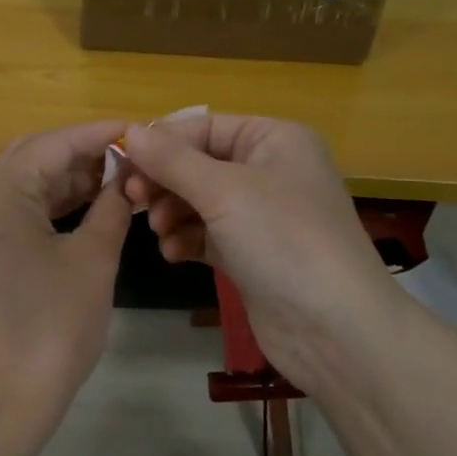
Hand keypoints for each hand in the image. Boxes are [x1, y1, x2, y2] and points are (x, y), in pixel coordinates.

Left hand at [0, 121, 132, 426]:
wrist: (5, 396)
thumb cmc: (53, 324)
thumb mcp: (93, 259)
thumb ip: (111, 207)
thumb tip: (128, 178)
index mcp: (0, 193)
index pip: (53, 143)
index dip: (97, 134)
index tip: (136, 129)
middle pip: (33, 157)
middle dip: (81, 153)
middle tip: (128, 156)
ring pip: (26, 184)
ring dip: (68, 179)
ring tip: (116, 179)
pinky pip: (18, 211)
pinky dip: (52, 205)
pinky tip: (88, 208)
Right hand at [118, 116, 401, 393]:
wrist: (334, 328)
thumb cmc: (283, 239)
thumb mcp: (224, 191)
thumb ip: (172, 160)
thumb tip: (131, 132)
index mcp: (275, 140)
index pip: (205, 126)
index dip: (163, 142)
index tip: (122, 163)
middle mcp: (270, 170)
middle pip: (199, 164)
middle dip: (165, 181)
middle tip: (133, 200)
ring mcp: (262, 215)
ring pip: (199, 200)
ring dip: (172, 213)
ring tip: (158, 232)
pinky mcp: (252, 254)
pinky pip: (207, 234)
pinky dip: (186, 239)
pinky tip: (172, 253)